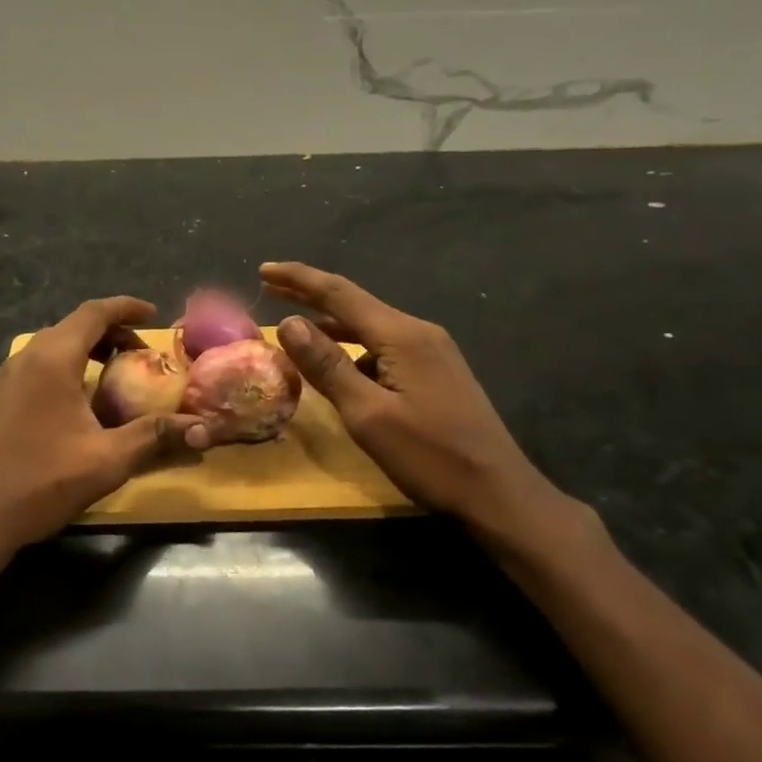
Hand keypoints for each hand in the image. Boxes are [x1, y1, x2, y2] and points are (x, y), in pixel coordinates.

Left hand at [0, 297, 203, 557]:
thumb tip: (201, 427)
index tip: (154, 314)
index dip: (126, 307)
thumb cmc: (41, 481)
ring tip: (118, 374)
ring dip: (89, 350)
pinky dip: (70, 367)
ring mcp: (8, 377)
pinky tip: (84, 401)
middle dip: (112, 332)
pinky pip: (41, 366)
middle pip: (75, 326)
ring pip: (56, 346)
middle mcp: (27, 357)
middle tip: (143, 353)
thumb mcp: (107, 459)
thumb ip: (154, 435)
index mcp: (52, 358)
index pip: (94, 313)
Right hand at [260, 262, 579, 544]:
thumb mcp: (368, 415)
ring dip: (330, 323)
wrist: (498, 492)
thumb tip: (289, 322)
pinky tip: (337, 364)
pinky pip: (383, 347)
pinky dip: (352, 347)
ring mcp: (431, 351)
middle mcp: (418, 332)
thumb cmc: (430, 456)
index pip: (339, 293)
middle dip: (309, 294)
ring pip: (369, 326)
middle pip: (354, 304)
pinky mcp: (435, 371)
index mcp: (401, 335)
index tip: (263, 269)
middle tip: (269, 287)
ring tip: (293, 324)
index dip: (298, 279)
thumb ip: (327, 366)